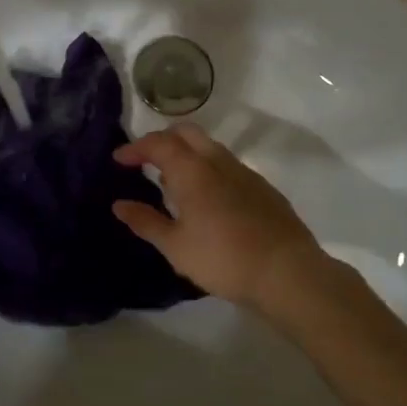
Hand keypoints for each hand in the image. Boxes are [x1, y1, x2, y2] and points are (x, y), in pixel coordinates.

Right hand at [113, 125, 328, 310]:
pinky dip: (208, 168)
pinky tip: (207, 199)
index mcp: (192, 170)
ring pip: (209, 147)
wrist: (287, 272)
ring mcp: (244, 172)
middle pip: (186, 133)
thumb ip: (146, 222)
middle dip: (162, 140)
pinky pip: (227, 165)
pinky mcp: (262, 187)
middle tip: (146, 161)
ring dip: (186, 153)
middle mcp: (218, 161)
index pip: (158, 143)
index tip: (119, 160)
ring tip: (173, 181)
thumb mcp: (176, 247)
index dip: (135, 148)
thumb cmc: (223, 259)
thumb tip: (119, 205)